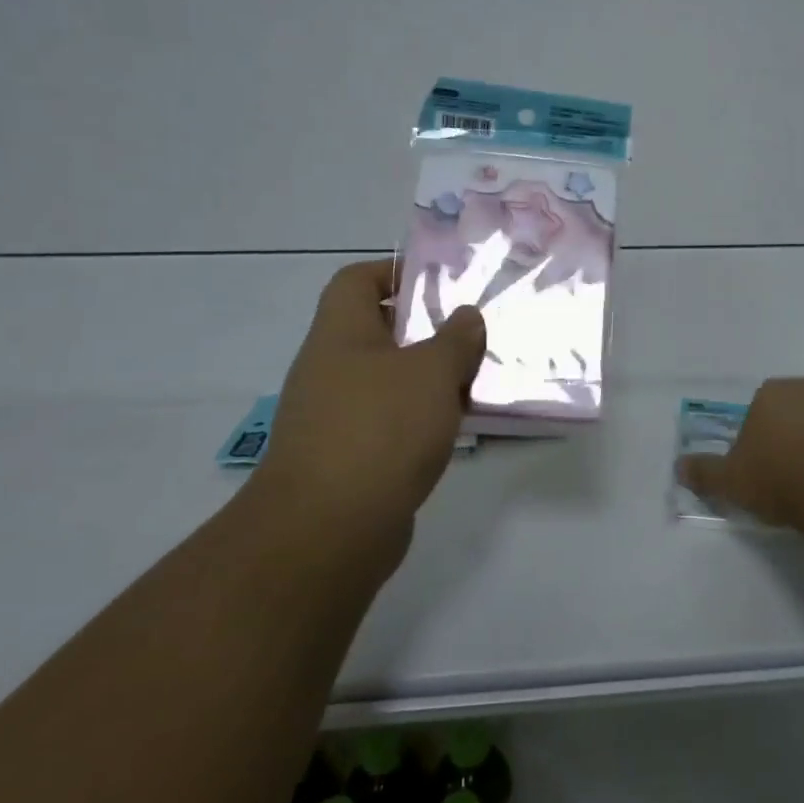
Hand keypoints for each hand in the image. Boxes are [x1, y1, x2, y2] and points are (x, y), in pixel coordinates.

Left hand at [252, 260, 484, 571]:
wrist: (328, 531)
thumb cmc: (380, 429)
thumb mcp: (431, 372)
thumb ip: (455, 339)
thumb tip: (466, 316)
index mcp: (340, 333)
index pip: (356, 280)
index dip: (392, 271)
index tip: (437, 281)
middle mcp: (330, 368)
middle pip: (378, 331)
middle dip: (426, 330)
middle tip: (472, 332)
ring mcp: (334, 416)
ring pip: (388, 380)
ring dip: (428, 378)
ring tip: (475, 379)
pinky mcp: (347, 458)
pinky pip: (389, 422)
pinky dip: (419, 419)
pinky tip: (456, 427)